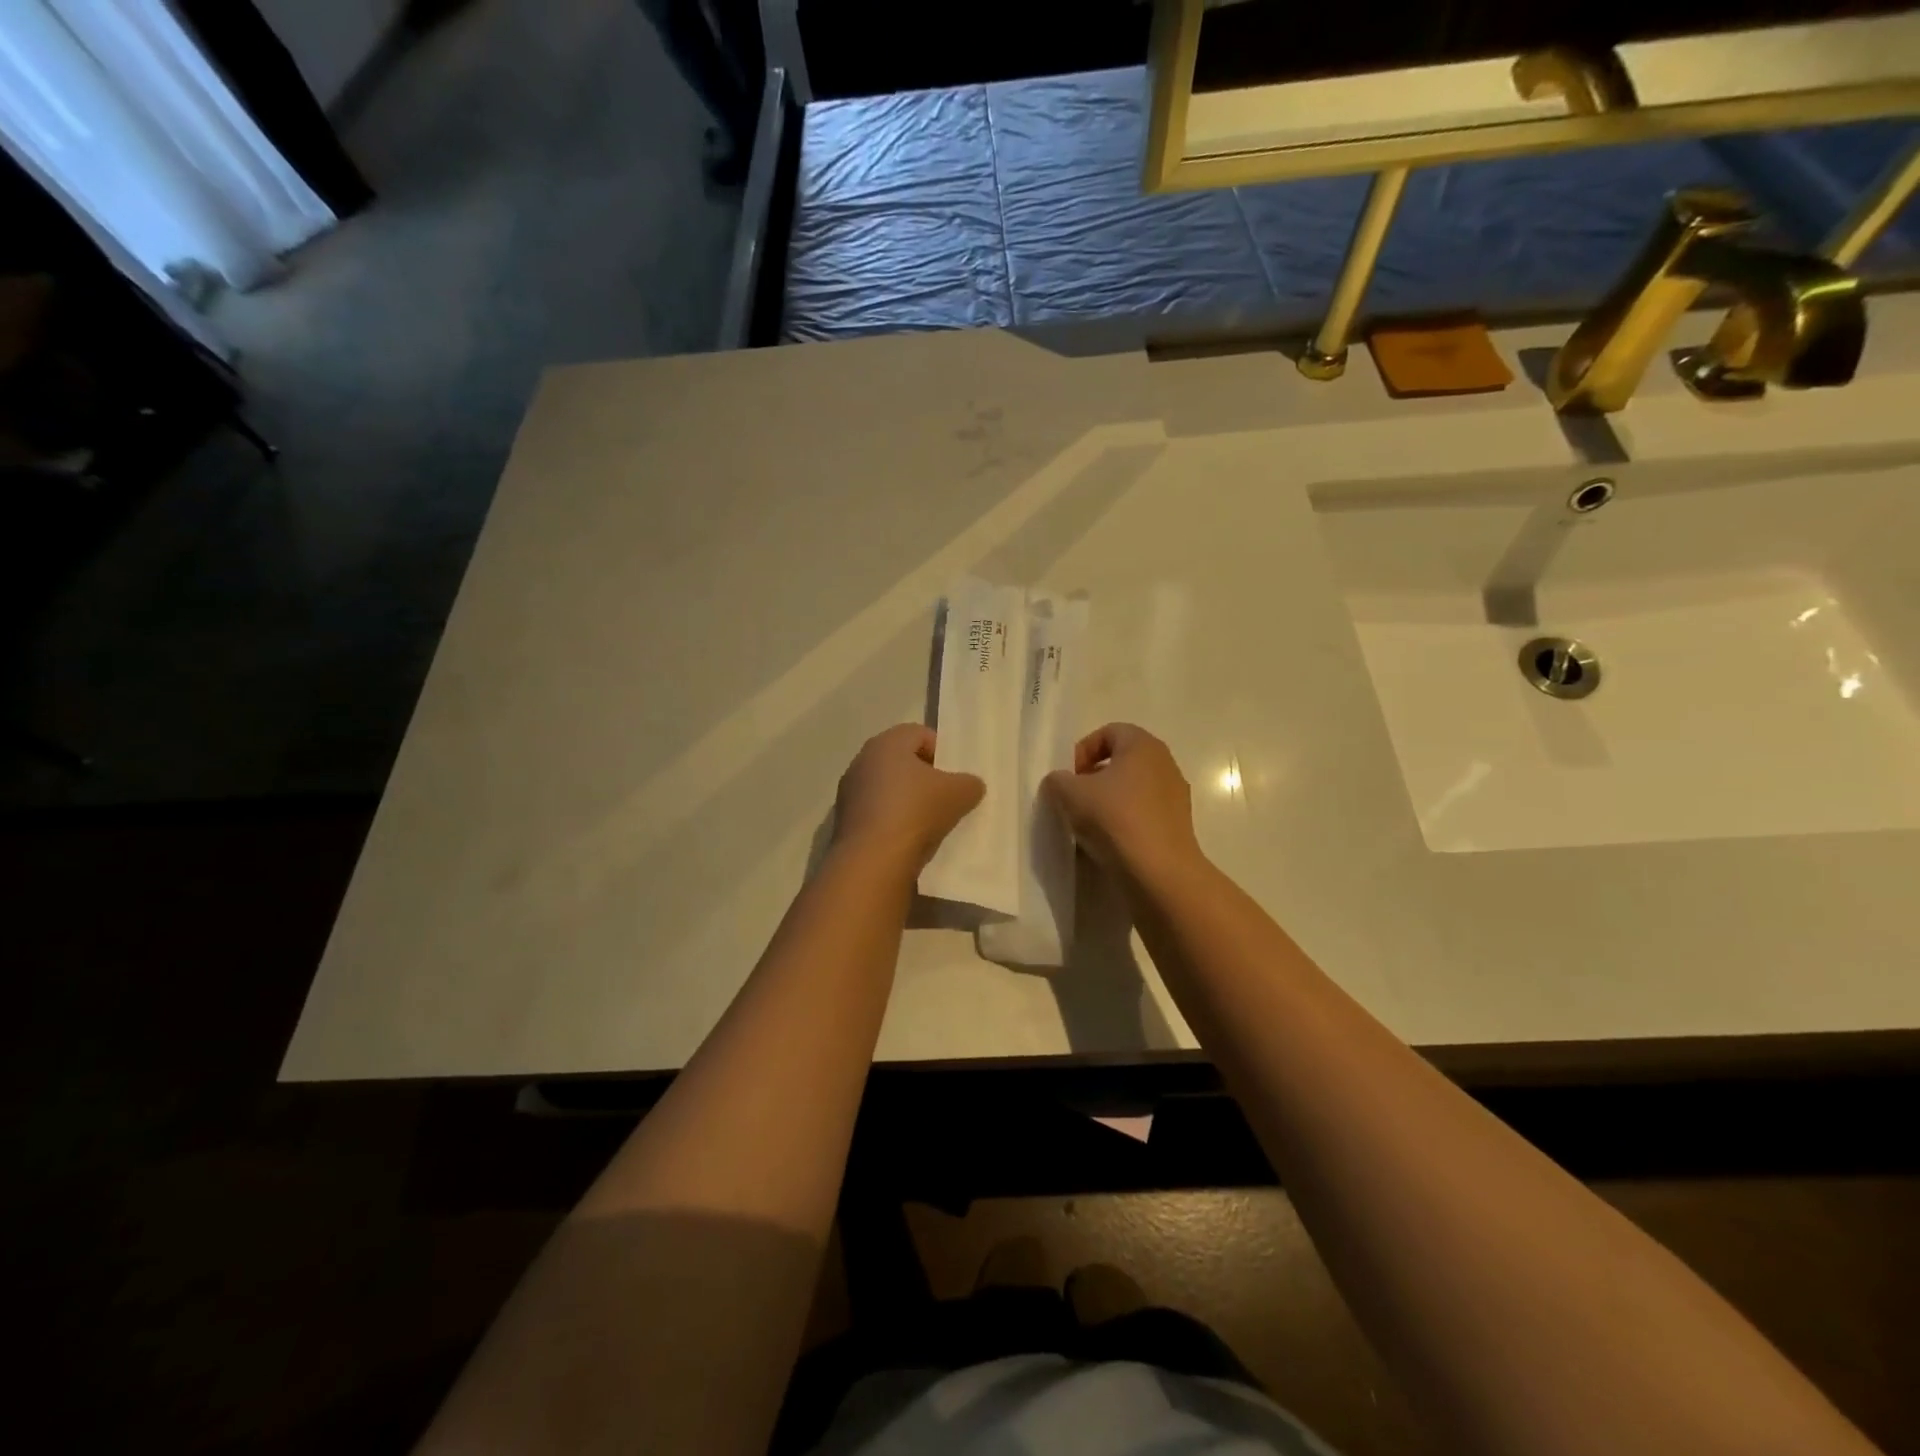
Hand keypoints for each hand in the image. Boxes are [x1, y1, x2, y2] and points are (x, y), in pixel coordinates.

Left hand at [832, 724, 984, 873]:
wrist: (873, 860)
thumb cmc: (916, 812)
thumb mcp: (959, 794)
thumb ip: (970, 783)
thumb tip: (970, 785)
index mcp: (887, 743)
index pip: (919, 734)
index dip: (941, 751)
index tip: (954, 776)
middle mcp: (862, 760)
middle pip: (901, 761)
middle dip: (924, 776)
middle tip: (945, 797)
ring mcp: (849, 792)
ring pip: (887, 788)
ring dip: (906, 800)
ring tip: (928, 822)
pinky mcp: (844, 820)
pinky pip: (875, 812)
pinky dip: (891, 820)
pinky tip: (907, 839)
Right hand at [1043, 723, 1201, 877]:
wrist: (1159, 871)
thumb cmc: (1114, 819)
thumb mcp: (1070, 794)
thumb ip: (1058, 780)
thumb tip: (1060, 782)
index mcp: (1142, 745)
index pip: (1108, 732)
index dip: (1083, 750)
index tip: (1069, 777)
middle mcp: (1165, 763)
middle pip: (1123, 760)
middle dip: (1095, 776)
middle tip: (1076, 798)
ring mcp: (1176, 795)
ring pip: (1134, 788)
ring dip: (1110, 800)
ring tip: (1091, 824)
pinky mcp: (1179, 824)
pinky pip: (1145, 812)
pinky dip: (1127, 820)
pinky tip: (1112, 841)